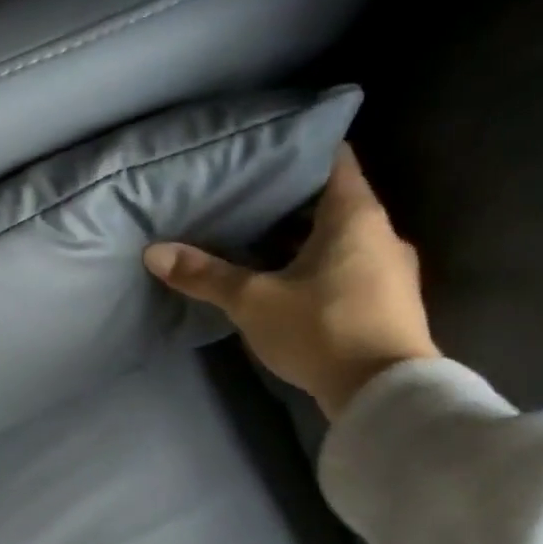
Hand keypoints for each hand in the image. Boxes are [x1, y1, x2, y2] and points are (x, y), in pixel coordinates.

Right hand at [143, 144, 439, 418]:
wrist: (385, 395)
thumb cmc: (322, 329)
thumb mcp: (253, 301)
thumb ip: (205, 274)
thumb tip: (153, 252)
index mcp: (356, 217)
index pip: (334, 160)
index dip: (301, 149)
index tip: (265, 147)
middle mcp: (380, 234)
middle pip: (333, 200)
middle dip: (290, 199)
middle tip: (244, 195)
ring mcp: (389, 270)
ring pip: (340, 236)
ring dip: (302, 236)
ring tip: (254, 237)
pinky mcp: (387, 301)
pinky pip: (347, 265)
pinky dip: (316, 263)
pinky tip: (282, 278)